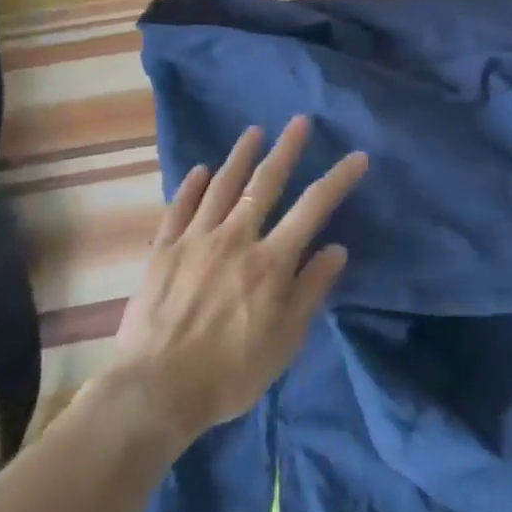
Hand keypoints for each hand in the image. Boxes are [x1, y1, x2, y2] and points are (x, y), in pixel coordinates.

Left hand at [109, 116, 367, 444]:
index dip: (338, 179)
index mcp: (270, 261)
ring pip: (222, 186)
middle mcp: (236, 238)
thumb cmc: (229, 373)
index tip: (357, 156)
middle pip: (265, 183)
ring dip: (240, 156)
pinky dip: (192, 186)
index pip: (313, 208)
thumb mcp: (284, 341)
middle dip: (287, 149)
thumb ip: (310, 290)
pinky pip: (180, 208)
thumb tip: (336, 249)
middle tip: (299, 121)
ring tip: (253, 132)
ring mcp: (196, 240)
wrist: (154, 391)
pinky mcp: (163, 250)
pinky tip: (201, 170)